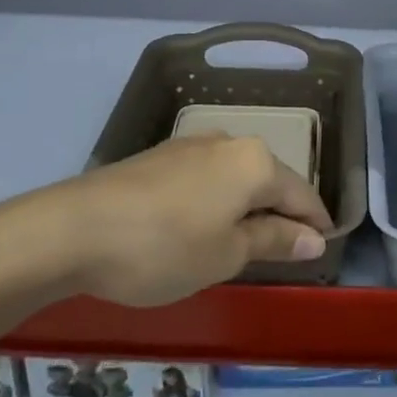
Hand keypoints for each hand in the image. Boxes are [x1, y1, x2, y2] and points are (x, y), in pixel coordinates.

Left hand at [9, 134, 333, 307]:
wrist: (74, 228)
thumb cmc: (164, 247)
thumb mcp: (226, 254)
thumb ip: (274, 241)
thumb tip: (313, 239)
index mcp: (254, 162)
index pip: (301, 193)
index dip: (315, 224)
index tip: (322, 249)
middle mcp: (228, 142)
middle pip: (269, 179)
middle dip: (281, 213)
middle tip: (285, 252)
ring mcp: (191, 145)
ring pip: (236, 177)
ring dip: (247, 207)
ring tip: (243, 243)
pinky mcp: (160, 156)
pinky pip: (206, 177)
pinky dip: (217, 201)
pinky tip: (202, 227)